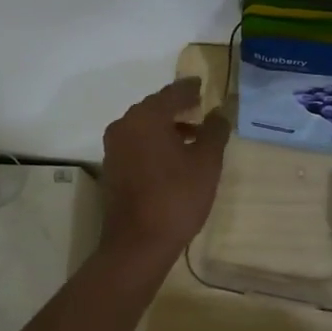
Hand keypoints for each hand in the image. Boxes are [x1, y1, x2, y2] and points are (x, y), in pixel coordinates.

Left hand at [99, 77, 230, 272]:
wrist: (137, 245)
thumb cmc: (176, 197)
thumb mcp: (206, 162)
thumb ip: (215, 131)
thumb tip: (219, 112)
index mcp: (146, 117)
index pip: (172, 93)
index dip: (190, 89)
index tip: (203, 85)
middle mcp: (125, 125)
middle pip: (155, 107)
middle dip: (178, 107)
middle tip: (200, 107)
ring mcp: (114, 148)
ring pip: (145, 127)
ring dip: (168, 126)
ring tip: (194, 135)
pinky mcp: (112, 169)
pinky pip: (137, 144)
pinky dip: (155, 142)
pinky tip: (175, 157)